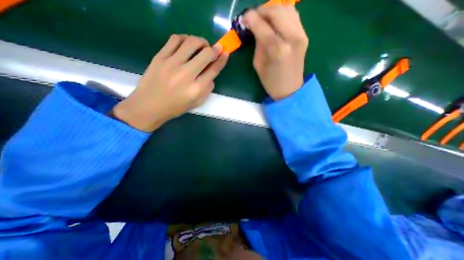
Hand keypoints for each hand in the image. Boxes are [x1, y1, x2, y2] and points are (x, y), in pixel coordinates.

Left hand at [111, 34, 228, 131]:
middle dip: (214, 49)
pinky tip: (186, 43)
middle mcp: (186, 74)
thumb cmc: (175, 107)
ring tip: (201, 45)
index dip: (222, 59)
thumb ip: (207, 90)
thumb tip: (210, 75)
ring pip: (191, 42)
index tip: (225, 53)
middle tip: (214, 49)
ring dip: (200, 41)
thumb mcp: (196, 103)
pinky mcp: (160, 57)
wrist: (149, 106)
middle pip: (205, 54)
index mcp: (196, 89)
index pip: (213, 70)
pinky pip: (175, 40)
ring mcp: (172, 63)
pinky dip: (184, 38)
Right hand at [243, 5, 306, 100]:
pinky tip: (275, 21)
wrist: (290, 90)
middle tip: (254, 17)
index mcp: (277, 50)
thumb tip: (257, 29)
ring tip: (264, 18)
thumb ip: (258, 45)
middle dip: (262, 10)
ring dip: (273, 10)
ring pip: (287, 8)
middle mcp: (292, 38)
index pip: (262, 26)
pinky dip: (283, 14)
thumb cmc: (271, 82)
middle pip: (276, 11)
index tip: (244, 18)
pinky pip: (294, 16)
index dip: (251, 18)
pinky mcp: (304, 36)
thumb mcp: (258, 65)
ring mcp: (301, 35)